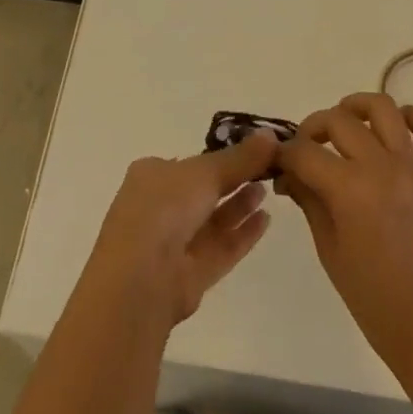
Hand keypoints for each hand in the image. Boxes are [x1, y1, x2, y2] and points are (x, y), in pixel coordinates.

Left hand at [83, 132, 279, 324]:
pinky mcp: (189, 277)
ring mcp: (174, 244)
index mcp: (153, 175)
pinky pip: (220, 249)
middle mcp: (160, 207)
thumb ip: (240, 158)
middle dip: (233, 180)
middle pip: (203, 191)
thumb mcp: (205, 171)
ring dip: (239, 206)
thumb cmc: (165, 207)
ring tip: (268, 190)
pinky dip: (242, 235)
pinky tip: (266, 220)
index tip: (250, 150)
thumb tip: (271, 135)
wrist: (141, 279)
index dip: (219, 156)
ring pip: (212, 221)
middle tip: (266, 169)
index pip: (190, 163)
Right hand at [276, 94, 412, 374]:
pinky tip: (399, 127)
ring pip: (384, 109)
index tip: (277, 162)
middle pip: (338, 120)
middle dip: (313, 128)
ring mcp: (412, 168)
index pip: (305, 152)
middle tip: (305, 150)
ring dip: (358, 106)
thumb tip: (288, 173)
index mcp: (350, 190)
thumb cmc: (375, 302)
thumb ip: (309, 202)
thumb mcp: (330, 252)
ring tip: (345, 122)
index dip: (284, 153)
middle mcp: (381, 167)